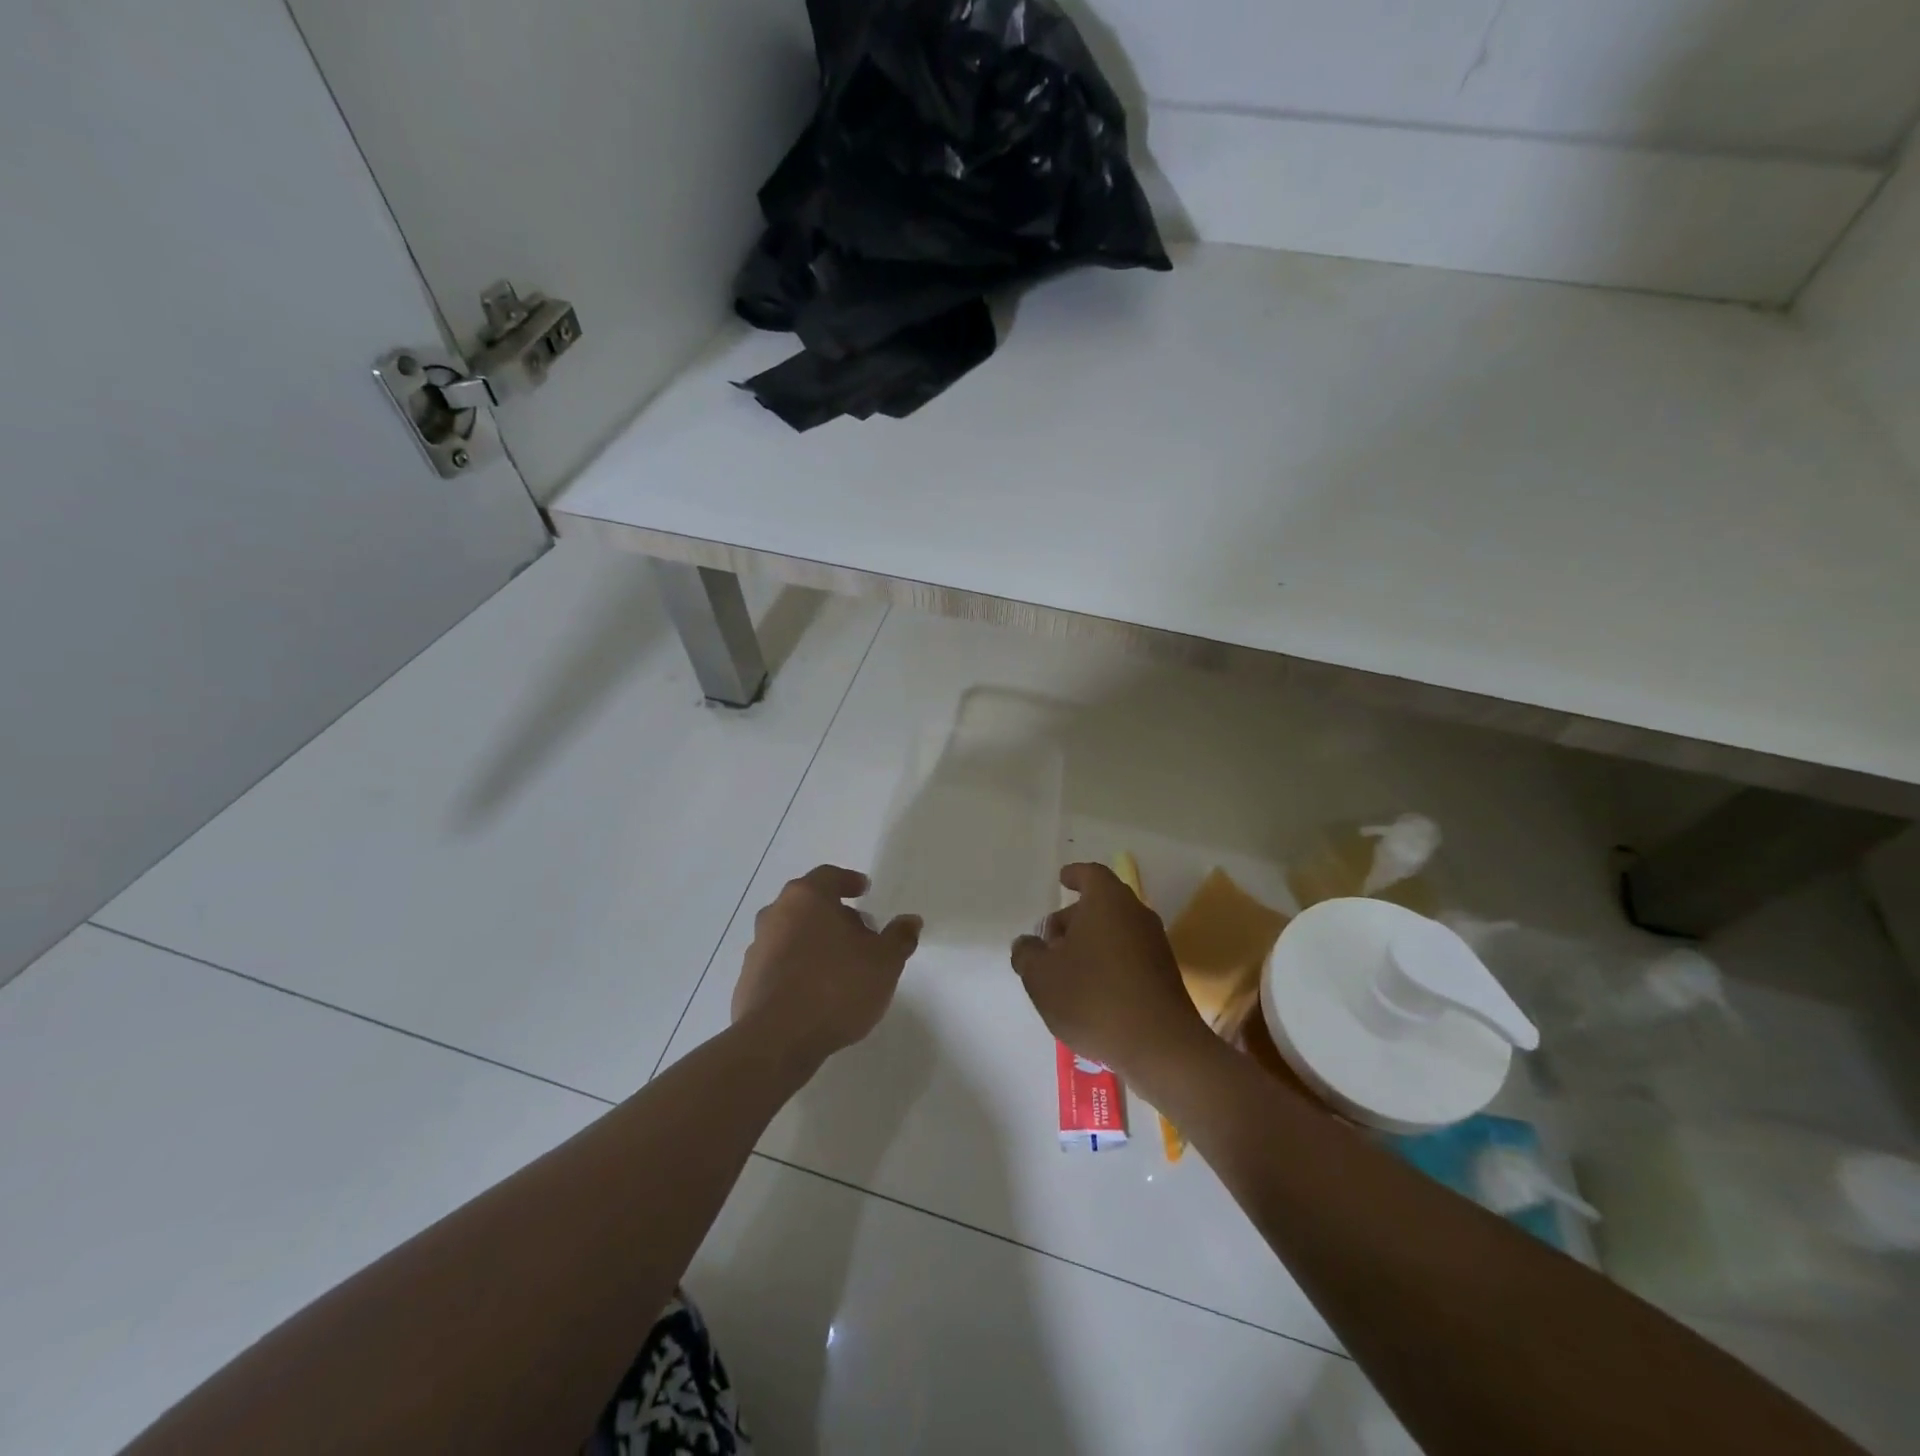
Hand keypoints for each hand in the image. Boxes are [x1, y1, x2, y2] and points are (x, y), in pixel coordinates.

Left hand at [732, 865, 921, 1067]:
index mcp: (807, 897)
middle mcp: (776, 914)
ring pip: (792, 933)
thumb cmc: (836, 987)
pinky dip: (798, 968)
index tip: (863, 890)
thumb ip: (899, 938)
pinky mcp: (747, 981)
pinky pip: (780, 964)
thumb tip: (910, 921)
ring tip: (841, 965)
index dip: (848, 882)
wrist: (776, 1040)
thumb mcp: (884, 962)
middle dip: (835, 914)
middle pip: (808, 904)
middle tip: (860, 932)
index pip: (829, 876)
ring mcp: (757, 948)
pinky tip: (817, 991)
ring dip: (815, 942)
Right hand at [1011, 863, 1211, 1084]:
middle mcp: (1136, 914)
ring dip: (1090, 943)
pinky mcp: (1164, 976)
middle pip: (1102, 904)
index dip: (1074, 875)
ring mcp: (1155, 945)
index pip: (1090, 875)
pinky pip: (1129, 956)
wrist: (1160, 1046)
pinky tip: (1090, 992)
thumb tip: (1027, 944)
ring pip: (1115, 932)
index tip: (1062, 879)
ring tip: (1064, 971)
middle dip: (1074, 918)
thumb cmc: (1093, 998)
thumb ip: (1027, 954)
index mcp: (1107, 901)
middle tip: (1049, 942)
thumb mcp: (1042, 976)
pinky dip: (1108, 963)